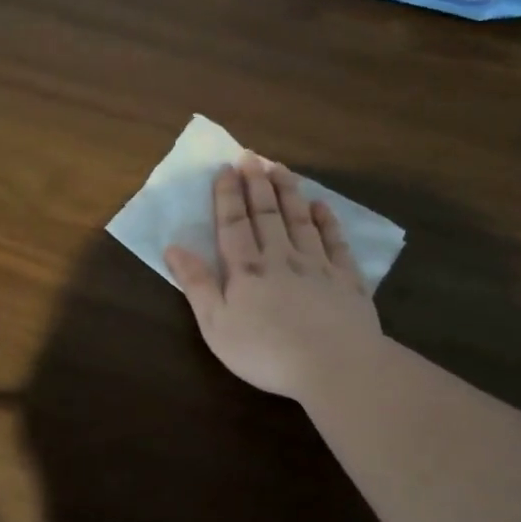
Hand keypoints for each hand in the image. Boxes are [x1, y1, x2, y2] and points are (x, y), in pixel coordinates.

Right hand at [165, 156, 382, 401]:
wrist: (335, 366)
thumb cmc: (266, 352)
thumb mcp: (216, 325)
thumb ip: (197, 284)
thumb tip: (173, 247)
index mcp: (246, 270)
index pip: (233, 224)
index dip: (228, 195)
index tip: (226, 168)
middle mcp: (281, 257)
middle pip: (267, 213)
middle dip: (257, 183)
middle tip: (251, 155)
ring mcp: (317, 265)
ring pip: (300, 219)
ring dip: (288, 192)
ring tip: (280, 167)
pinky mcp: (347, 279)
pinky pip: (335, 241)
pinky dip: (327, 221)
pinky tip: (322, 206)